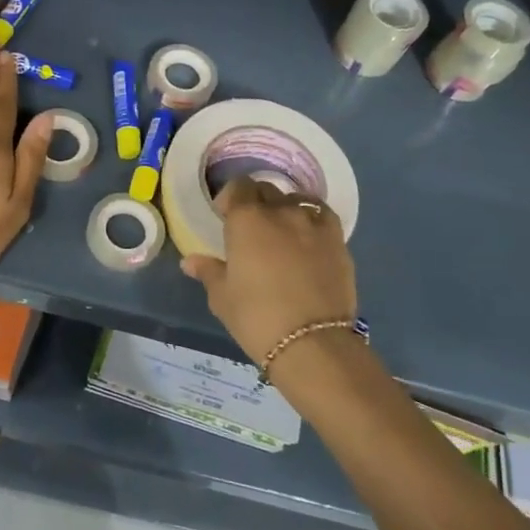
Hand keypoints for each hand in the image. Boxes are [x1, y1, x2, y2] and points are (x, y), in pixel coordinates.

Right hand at [180, 178, 357, 365]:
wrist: (312, 342)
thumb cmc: (256, 317)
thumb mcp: (222, 297)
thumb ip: (209, 272)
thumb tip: (191, 261)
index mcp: (247, 220)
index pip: (239, 187)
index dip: (231, 197)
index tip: (225, 215)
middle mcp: (281, 211)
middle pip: (267, 190)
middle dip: (256, 201)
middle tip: (251, 227)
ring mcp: (313, 223)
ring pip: (296, 200)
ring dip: (285, 209)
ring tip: (282, 232)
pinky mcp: (338, 240)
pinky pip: (322, 216)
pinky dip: (311, 220)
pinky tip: (308, 238)